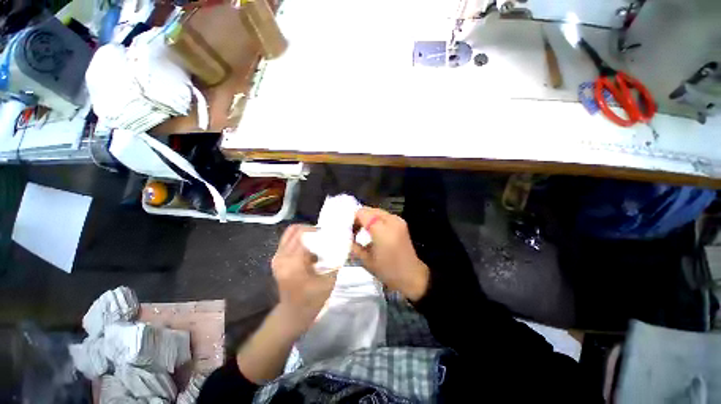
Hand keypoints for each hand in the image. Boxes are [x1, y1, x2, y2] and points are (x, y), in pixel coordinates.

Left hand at [271, 224, 335, 333]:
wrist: (293, 313)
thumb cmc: (313, 299)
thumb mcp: (329, 279)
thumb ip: (336, 258)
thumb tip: (344, 239)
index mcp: (293, 263)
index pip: (304, 234)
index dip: (319, 231)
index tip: (330, 236)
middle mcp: (281, 257)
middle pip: (297, 229)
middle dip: (313, 230)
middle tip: (325, 237)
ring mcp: (276, 256)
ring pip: (291, 231)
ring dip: (306, 232)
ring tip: (317, 240)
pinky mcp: (276, 257)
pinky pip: (288, 238)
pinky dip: (300, 237)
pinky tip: (310, 246)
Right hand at [352, 207, 429, 301]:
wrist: (412, 275)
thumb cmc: (388, 271)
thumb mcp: (366, 261)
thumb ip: (354, 246)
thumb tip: (346, 237)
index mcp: (382, 230)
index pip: (362, 213)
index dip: (353, 219)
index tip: (349, 231)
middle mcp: (391, 220)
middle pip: (369, 210)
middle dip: (359, 218)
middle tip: (354, 231)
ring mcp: (397, 220)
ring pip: (376, 211)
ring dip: (367, 218)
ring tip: (362, 231)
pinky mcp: (401, 222)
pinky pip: (383, 215)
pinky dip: (375, 219)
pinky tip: (373, 231)